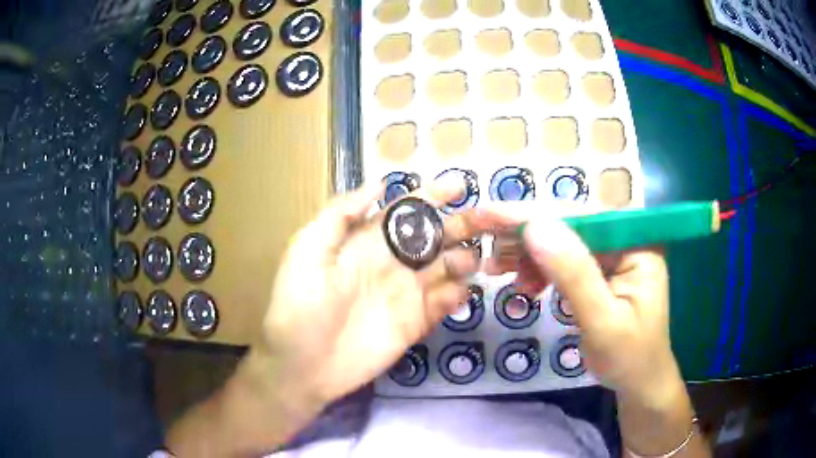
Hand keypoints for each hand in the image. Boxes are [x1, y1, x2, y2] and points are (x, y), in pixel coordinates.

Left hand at [257, 182, 489, 409]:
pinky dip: (457, 295)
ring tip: (476, 258)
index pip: (407, 211)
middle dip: (460, 225)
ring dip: (464, 259)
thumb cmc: (299, 305)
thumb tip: (377, 184)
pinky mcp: (415, 323)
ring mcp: (406, 294)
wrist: (303, 365)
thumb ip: (340, 214)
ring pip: (446, 268)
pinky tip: (461, 292)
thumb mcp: (308, 250)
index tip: (459, 186)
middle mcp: (393, 263)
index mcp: (369, 241)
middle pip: (435, 237)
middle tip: (487, 220)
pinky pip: (444, 304)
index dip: (432, 196)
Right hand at [481, 207, 681, 404]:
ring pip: (562, 242)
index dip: (538, 215)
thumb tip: (534, 227)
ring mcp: (613, 255)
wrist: (638, 383)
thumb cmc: (629, 358)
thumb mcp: (602, 321)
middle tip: (486, 244)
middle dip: (527, 235)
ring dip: (529, 254)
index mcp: (638, 245)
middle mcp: (626, 240)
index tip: (492, 215)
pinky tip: (525, 285)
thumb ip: (574, 274)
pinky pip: (564, 262)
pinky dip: (539, 270)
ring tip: (497, 270)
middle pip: (571, 225)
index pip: (584, 217)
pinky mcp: (600, 271)